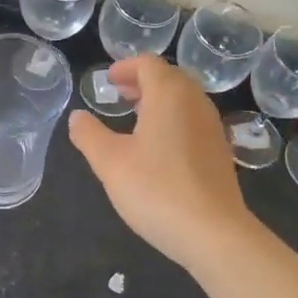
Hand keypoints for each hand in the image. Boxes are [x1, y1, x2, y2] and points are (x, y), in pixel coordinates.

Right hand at [69, 57, 256, 270]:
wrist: (214, 233)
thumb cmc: (157, 189)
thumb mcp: (110, 163)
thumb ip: (89, 135)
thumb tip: (77, 117)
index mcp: (169, 94)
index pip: (148, 64)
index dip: (126, 67)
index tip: (109, 81)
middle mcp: (195, 102)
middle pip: (169, 78)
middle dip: (143, 82)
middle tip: (120, 96)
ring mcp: (212, 126)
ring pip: (184, 99)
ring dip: (159, 101)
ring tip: (136, 119)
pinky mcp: (220, 151)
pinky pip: (194, 120)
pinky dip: (174, 119)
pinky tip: (160, 147)